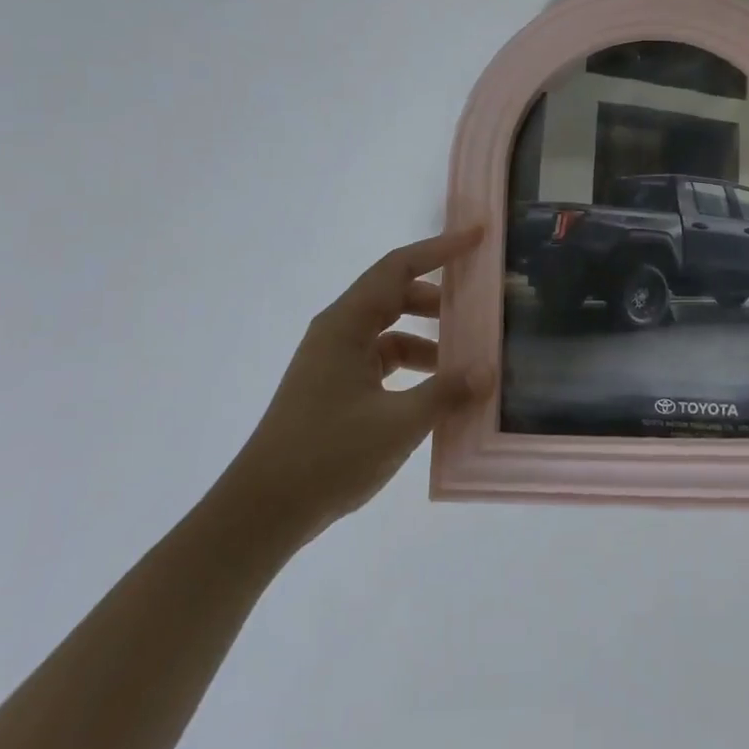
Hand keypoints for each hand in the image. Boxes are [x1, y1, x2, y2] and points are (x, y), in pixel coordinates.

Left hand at [214, 228, 489, 556]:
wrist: (261, 512)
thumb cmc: (327, 455)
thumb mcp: (397, 424)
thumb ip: (446, 393)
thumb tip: (488, 370)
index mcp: (346, 325)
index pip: (399, 268)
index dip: (440, 248)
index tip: (478, 236)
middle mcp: (338, 333)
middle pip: (395, 295)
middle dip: (438, 297)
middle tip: (479, 305)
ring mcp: (333, 362)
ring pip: (390, 331)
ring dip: (428, 338)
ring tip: (467, 359)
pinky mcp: (334, 389)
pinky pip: (382, 361)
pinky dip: (413, 367)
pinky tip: (438, 393)